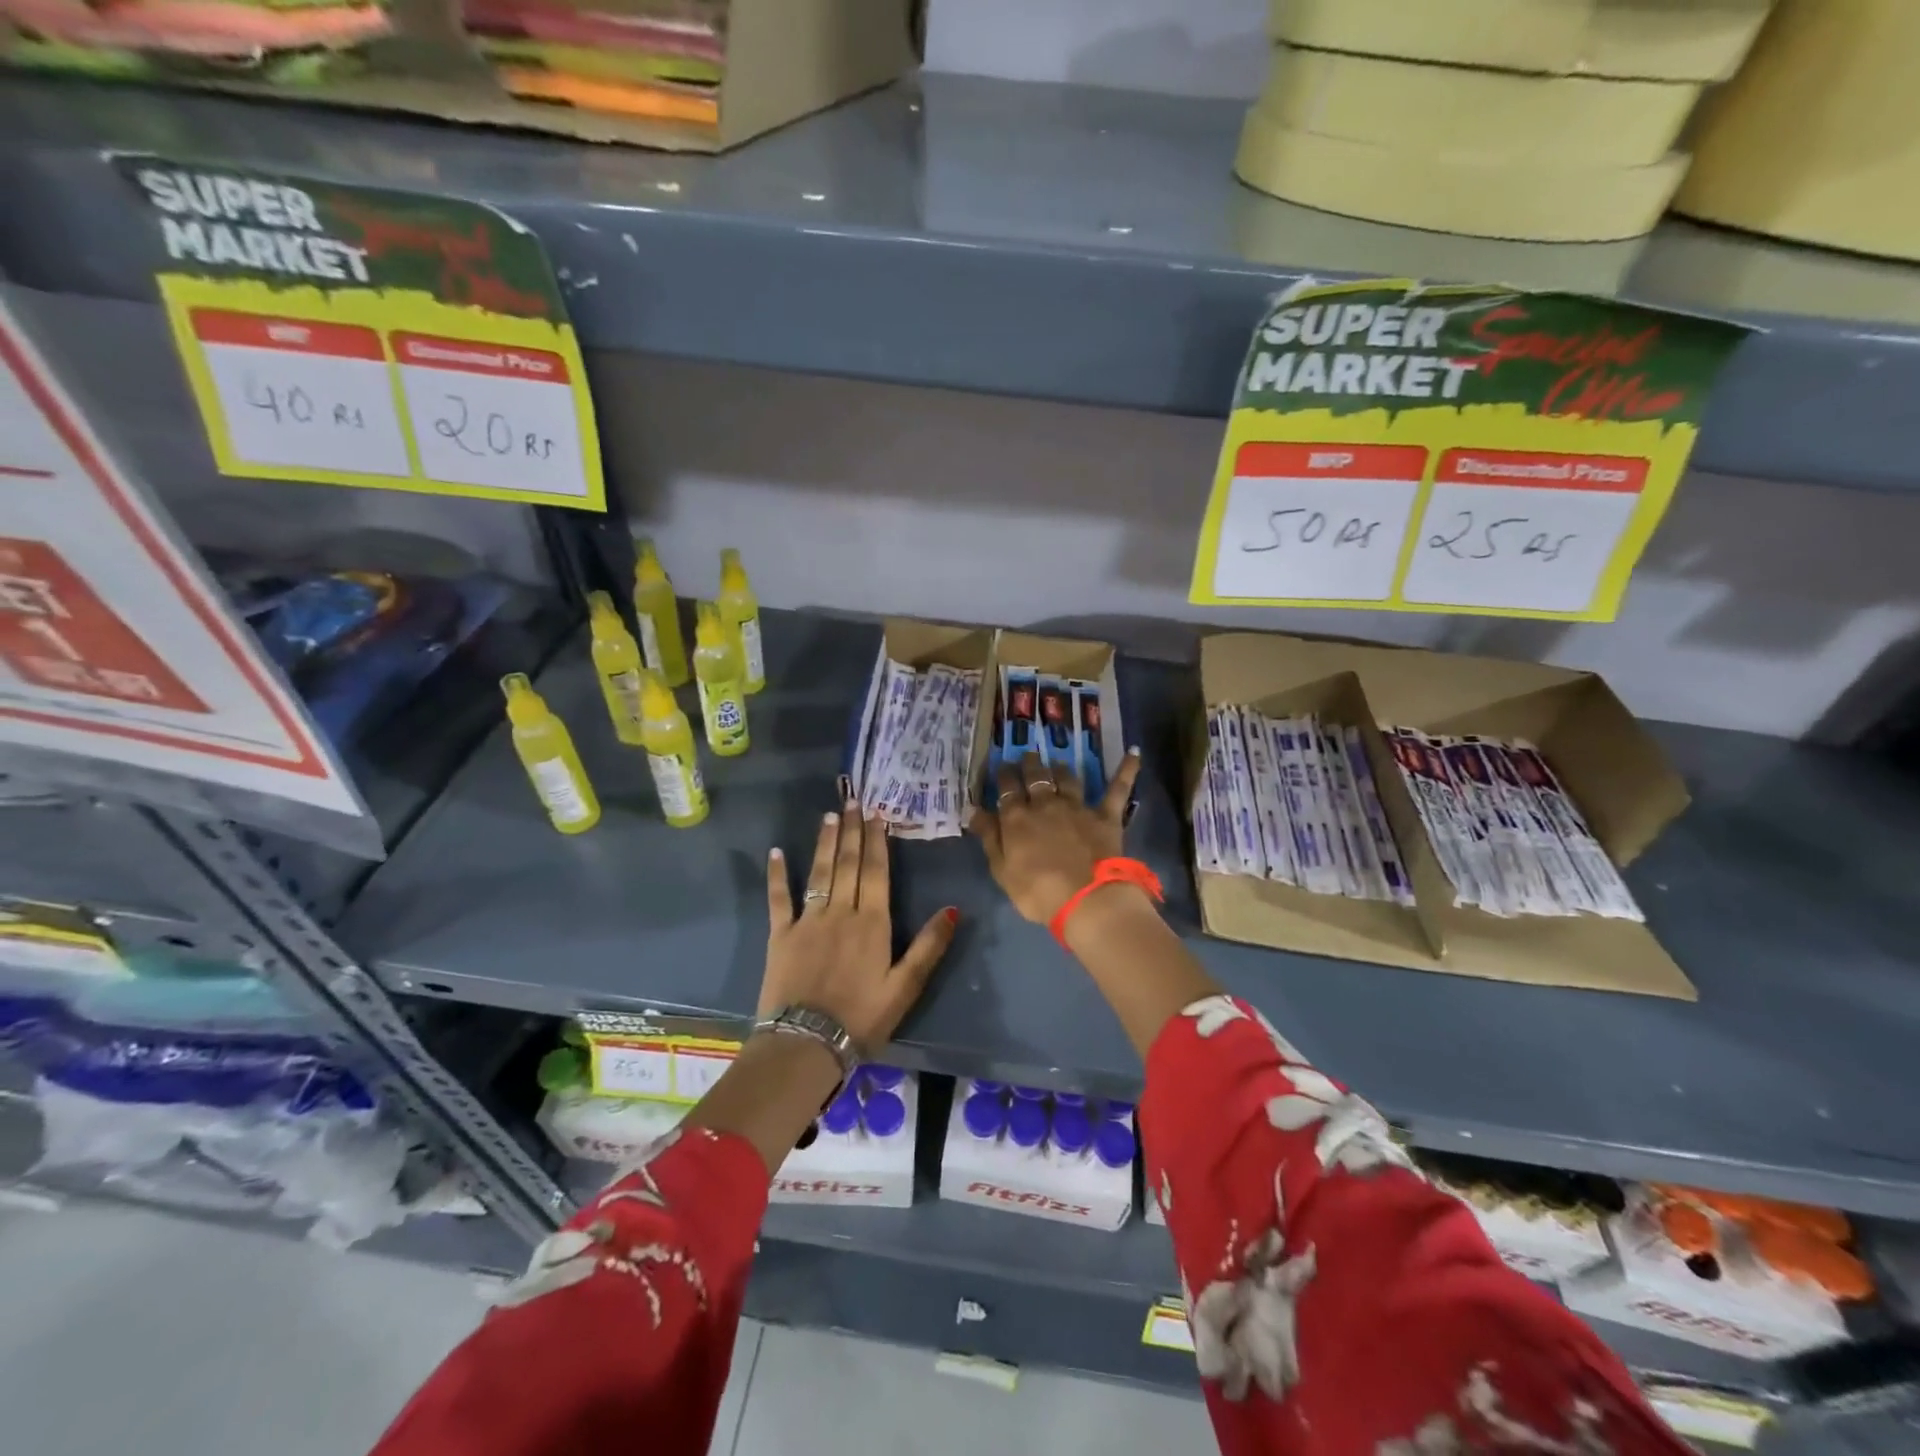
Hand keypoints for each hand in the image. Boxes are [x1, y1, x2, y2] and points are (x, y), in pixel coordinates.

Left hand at [762, 802, 956, 1050]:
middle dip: (852, 830)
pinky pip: (778, 899)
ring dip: (825, 842)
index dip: (877, 840)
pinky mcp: (780, 935)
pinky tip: (775, 852)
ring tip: (828, 815)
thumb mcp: (905, 987)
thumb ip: (929, 946)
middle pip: (848, 864)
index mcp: (872, 922)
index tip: (876, 813)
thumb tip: (953, 909)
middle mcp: (840, 911)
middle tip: (852, 800)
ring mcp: (807, 920)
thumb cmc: (862, 1018)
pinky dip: (777, 875)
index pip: (876, 871)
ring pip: (819, 872)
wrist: (806, 1044)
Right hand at [968, 749, 1141, 923]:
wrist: (1086, 900)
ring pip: (1068, 778)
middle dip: (1030, 764)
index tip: (1003, 767)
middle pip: (1036, 777)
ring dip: (1062, 768)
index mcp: (1017, 818)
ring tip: (1058, 761)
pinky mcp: (1106, 816)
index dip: (1004, 776)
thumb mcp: (1002, 870)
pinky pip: (1118, 789)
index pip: (1007, 790)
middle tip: (1028, 756)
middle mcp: (1046, 804)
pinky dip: (1126, 770)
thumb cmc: (1037, 892)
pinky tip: (1134, 752)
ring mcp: (1078, 808)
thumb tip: (975, 810)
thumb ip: (990, 837)